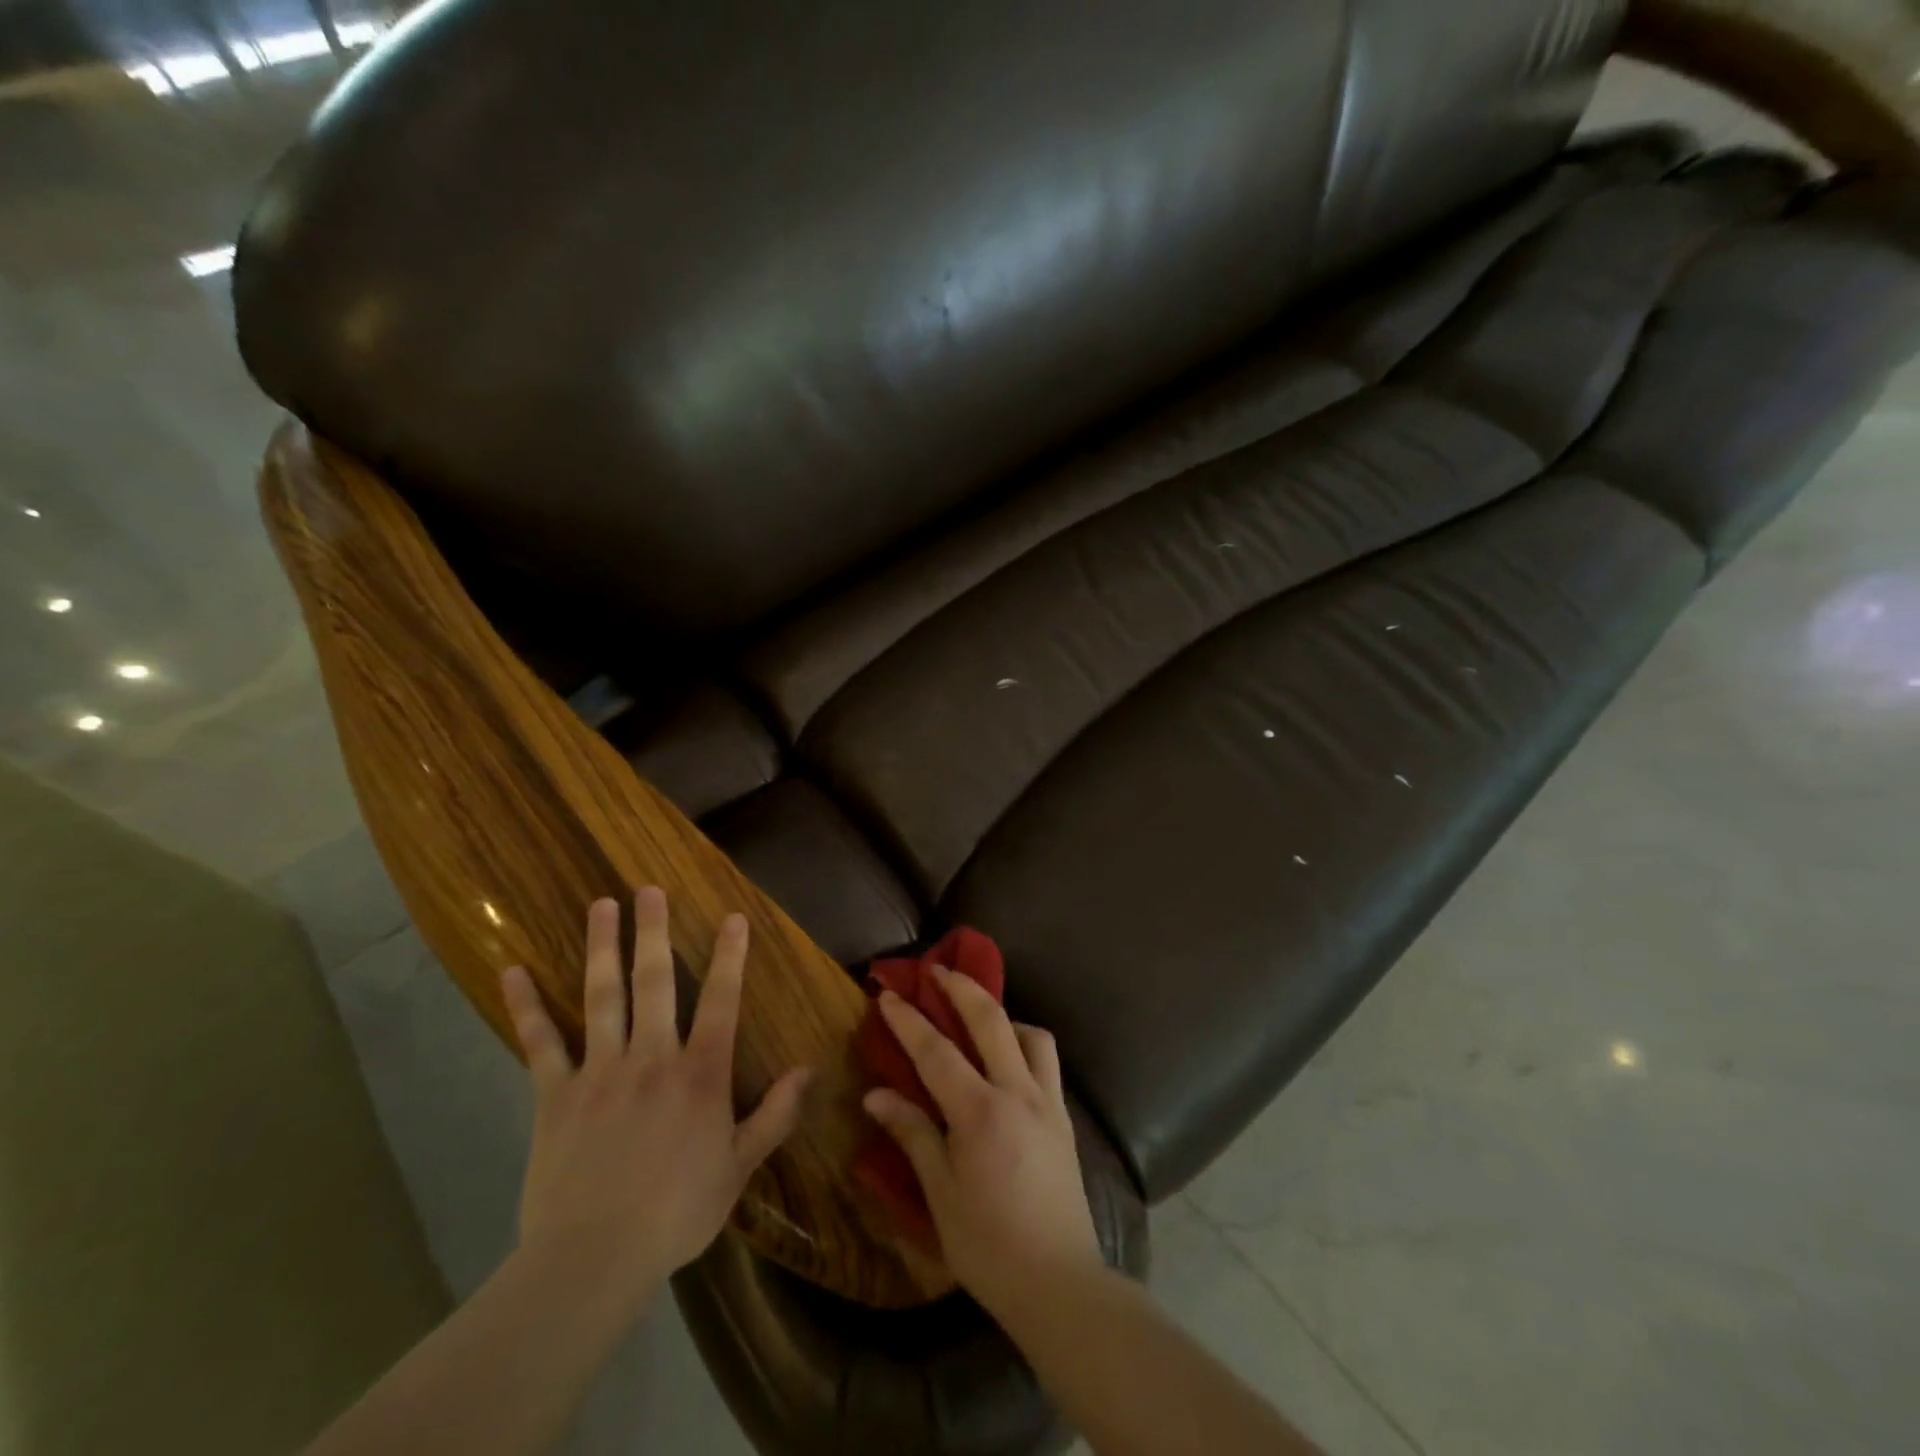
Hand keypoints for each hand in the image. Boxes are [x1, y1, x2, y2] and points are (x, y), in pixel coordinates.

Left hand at [500, 889, 811, 1315]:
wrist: (593, 1260)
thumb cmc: (677, 1212)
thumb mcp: (738, 1167)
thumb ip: (774, 1115)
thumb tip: (808, 1069)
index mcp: (699, 1074)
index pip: (721, 1001)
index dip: (729, 957)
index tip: (733, 917)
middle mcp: (651, 1058)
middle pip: (654, 983)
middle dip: (654, 932)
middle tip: (649, 888)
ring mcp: (599, 1071)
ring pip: (601, 997)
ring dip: (602, 948)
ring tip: (601, 906)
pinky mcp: (555, 1095)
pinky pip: (540, 1044)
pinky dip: (527, 1007)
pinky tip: (513, 971)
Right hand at [862, 967, 1101, 1320]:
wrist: (1060, 1283)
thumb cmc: (988, 1245)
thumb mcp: (940, 1195)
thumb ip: (912, 1135)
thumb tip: (876, 1095)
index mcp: (980, 1112)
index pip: (936, 1051)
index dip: (909, 1019)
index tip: (887, 995)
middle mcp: (1018, 1093)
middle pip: (990, 1020)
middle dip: (961, 987)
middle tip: (937, 970)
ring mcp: (1048, 1102)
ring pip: (1031, 1034)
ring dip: (1003, 1016)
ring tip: (979, 1022)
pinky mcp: (1065, 1118)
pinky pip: (1047, 1061)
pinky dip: (1026, 1044)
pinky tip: (1009, 1064)